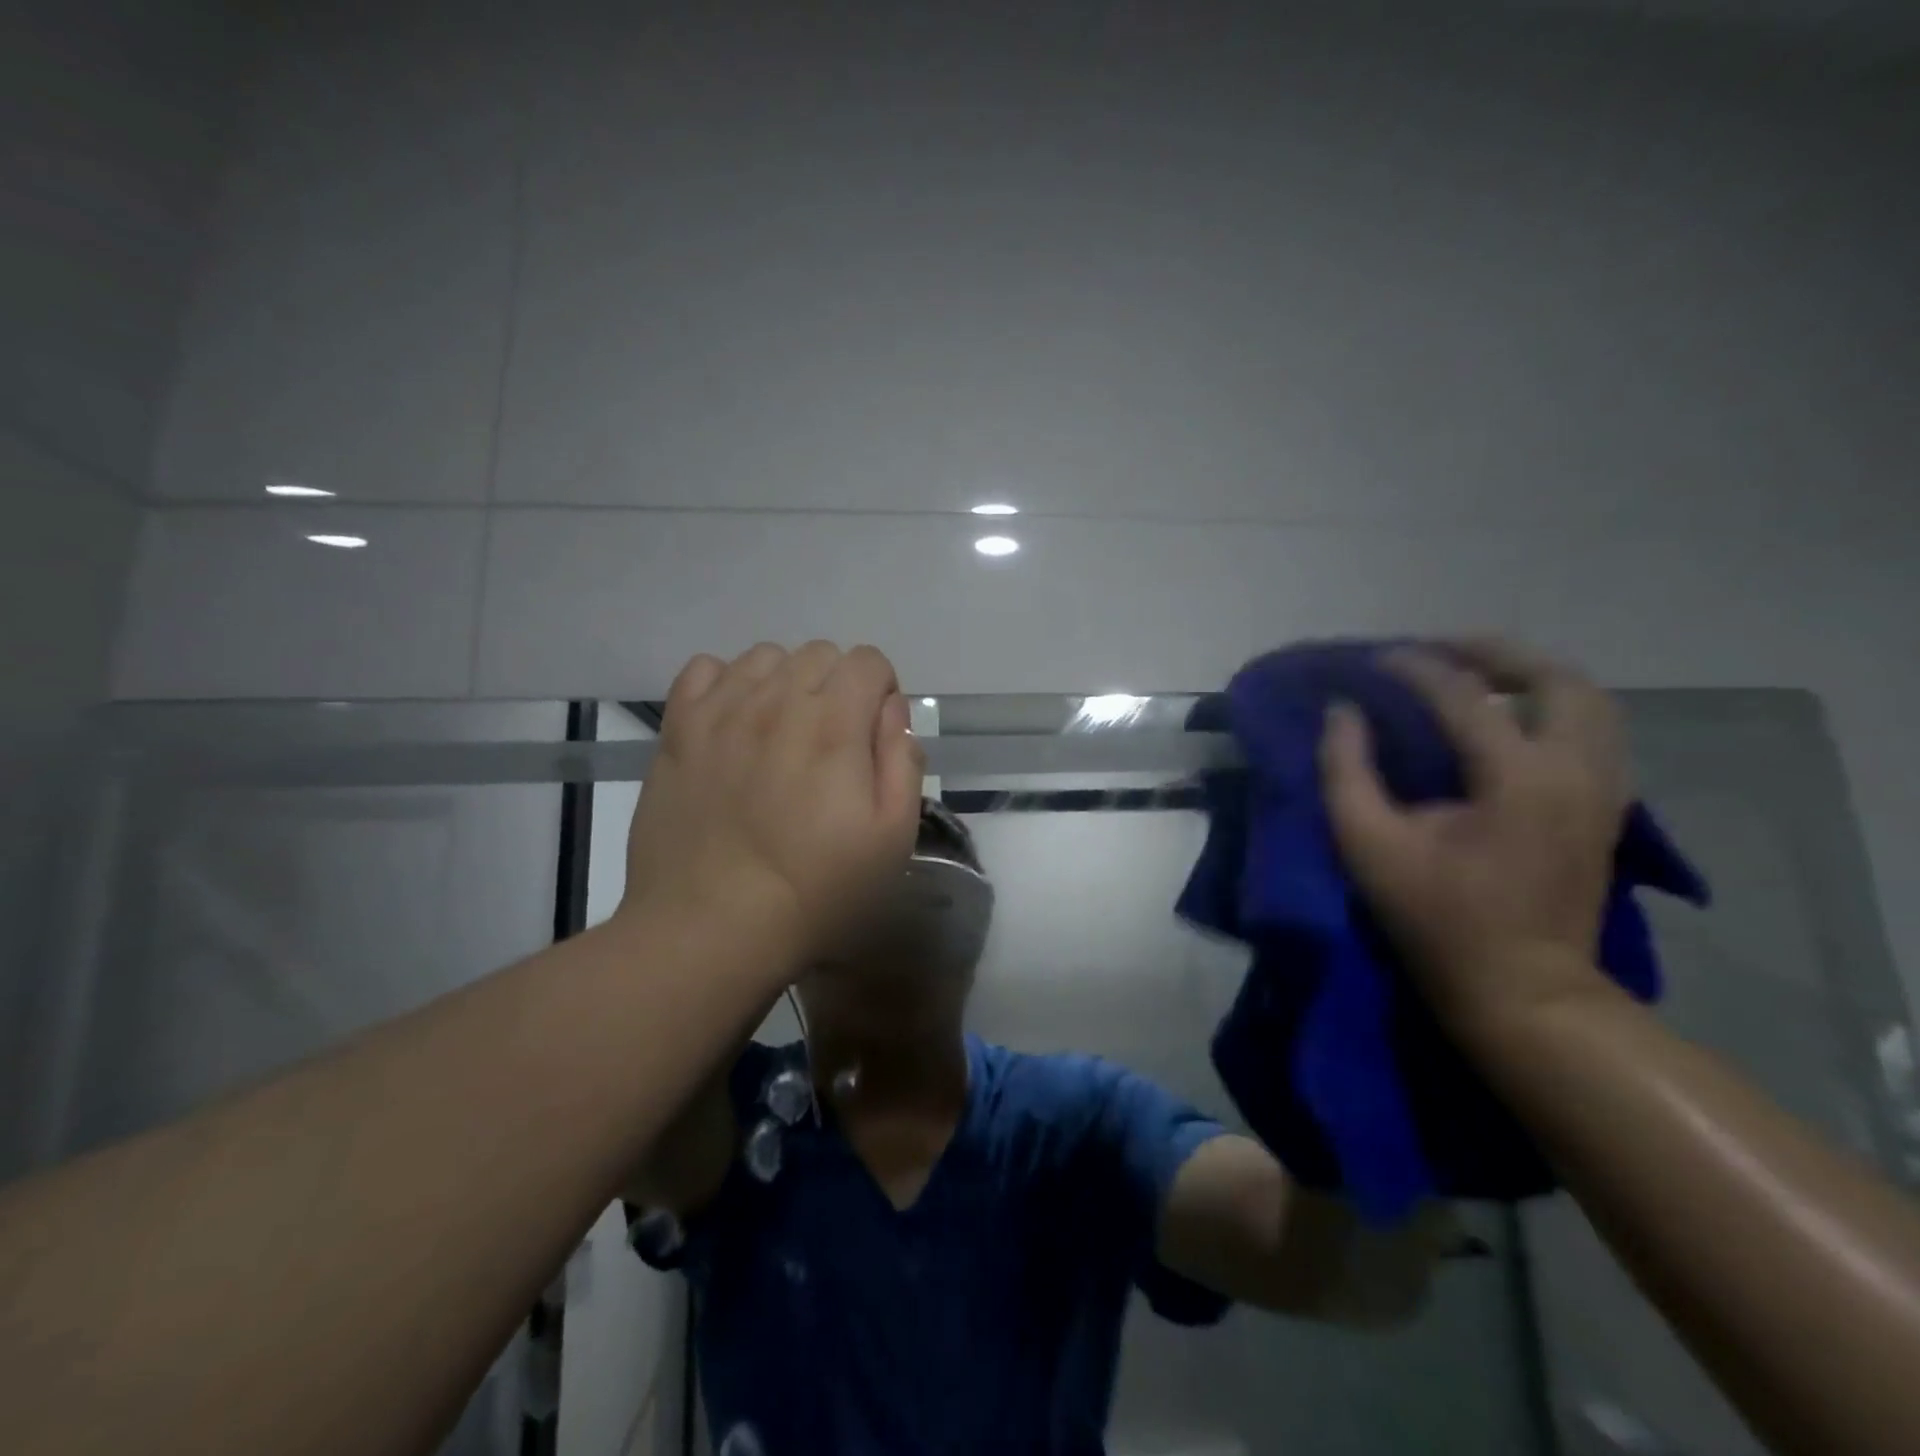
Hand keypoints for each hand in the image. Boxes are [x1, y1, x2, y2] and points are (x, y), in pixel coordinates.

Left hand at [620, 641, 925, 970]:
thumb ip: (902, 762)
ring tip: (781, 733)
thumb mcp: (892, 839)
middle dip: (838, 687)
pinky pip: (705, 669)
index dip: (880, 692)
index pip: (867, 660)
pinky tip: (733, 723)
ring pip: (765, 657)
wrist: (711, 927)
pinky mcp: (678, 729)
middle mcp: (777, 700)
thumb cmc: (815, 891)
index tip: (872, 737)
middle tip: (830, 745)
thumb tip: (891, 711)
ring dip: (785, 683)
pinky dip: (727, 684)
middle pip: (819, 654)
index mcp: (835, 724)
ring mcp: (721, 711)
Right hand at [1317, 638, 1629, 1037]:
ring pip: (1588, 698)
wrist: (1521, 988)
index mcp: (1516, 778)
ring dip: (1529, 673)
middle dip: (1492, 652)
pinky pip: (1593, 727)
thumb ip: (1346, 771)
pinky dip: (1551, 704)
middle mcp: (1575, 770)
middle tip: (1436, 650)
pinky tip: (1509, 715)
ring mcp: (1602, 788)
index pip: (1463, 696)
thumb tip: (1342, 713)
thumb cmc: (1435, 919)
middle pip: (1554, 677)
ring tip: (1474, 673)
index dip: (1413, 668)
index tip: (1371, 660)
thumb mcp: (1369, 846)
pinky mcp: (1605, 806)